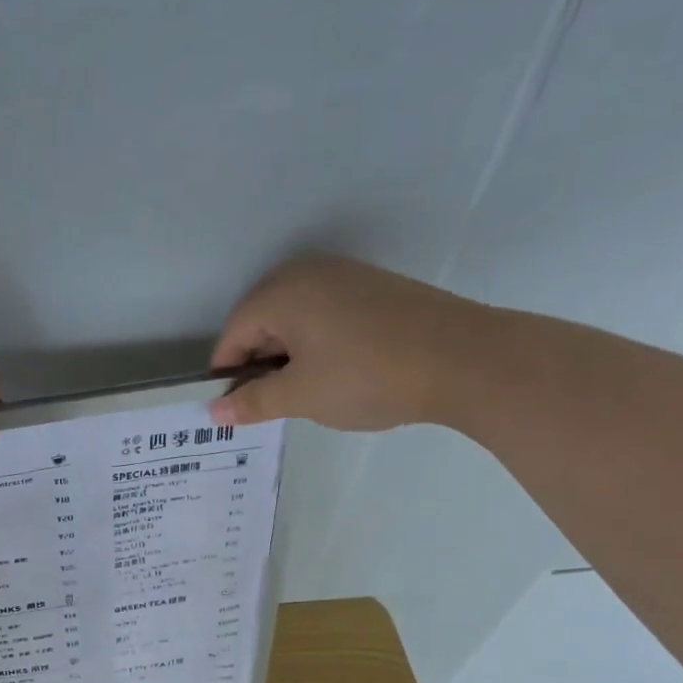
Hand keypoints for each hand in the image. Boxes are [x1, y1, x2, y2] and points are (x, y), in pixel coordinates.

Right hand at [209, 254, 488, 432]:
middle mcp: (307, 273)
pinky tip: (338, 371)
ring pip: (294, 318)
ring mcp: (345, 276)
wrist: (466, 360)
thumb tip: (215, 410)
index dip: (228, 375)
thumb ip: (253, 402)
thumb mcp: (301, 396)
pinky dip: (317, 343)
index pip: (233, 335)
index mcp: (281, 293)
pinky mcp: (374, 287)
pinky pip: (325, 313)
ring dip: (288, 355)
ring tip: (306, 392)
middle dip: (258, 363)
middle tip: (272, 404)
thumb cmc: (368, 376)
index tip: (237, 409)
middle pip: (261, 321)